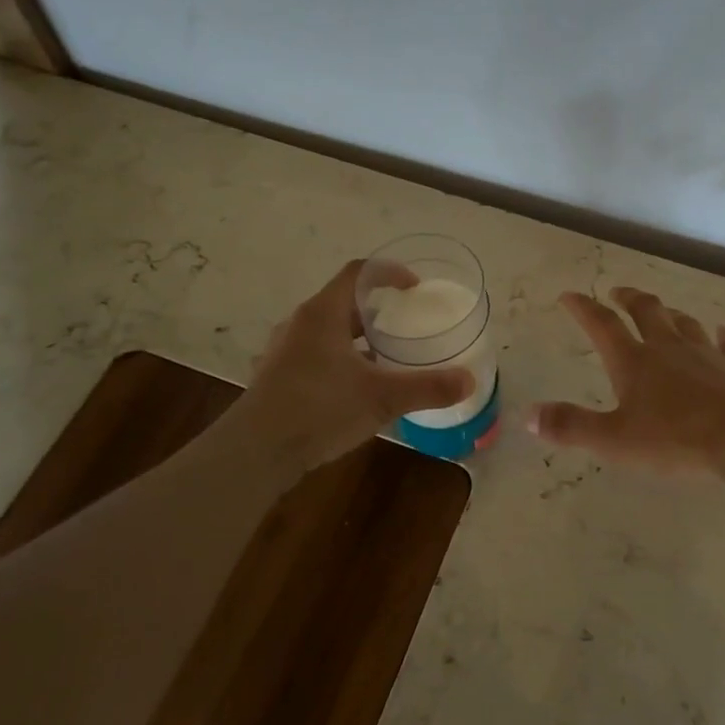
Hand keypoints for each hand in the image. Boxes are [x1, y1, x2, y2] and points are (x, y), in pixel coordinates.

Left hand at [233, 260, 474, 472]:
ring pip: (327, 331)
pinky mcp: (276, 377)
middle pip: (342, 301)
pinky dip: (340, 360)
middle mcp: (300, 323)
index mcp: (323, 313)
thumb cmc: (319, 409)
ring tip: (384, 357)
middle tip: (405, 325)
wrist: (255, 452)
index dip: (390, 272)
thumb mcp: (382, 397)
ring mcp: (283, 350)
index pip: (359, 272)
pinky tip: (354, 389)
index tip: (414, 287)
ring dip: (356, 337)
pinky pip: (315, 355)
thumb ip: (427, 387)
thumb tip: (469, 381)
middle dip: (376, 310)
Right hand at [526, 287, 724, 477]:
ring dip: (670, 313)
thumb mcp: (615, 440)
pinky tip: (723, 332)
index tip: (569, 295)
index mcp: (634, 362)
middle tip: (618, 292)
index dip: (583, 308)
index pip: (602, 325)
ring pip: (684, 322)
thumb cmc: (678, 439)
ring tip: (663, 310)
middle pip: (645, 311)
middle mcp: (668, 348)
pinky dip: (722, 336)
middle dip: (628, 298)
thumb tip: (527, 416)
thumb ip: (571, 427)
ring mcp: (707, 354)